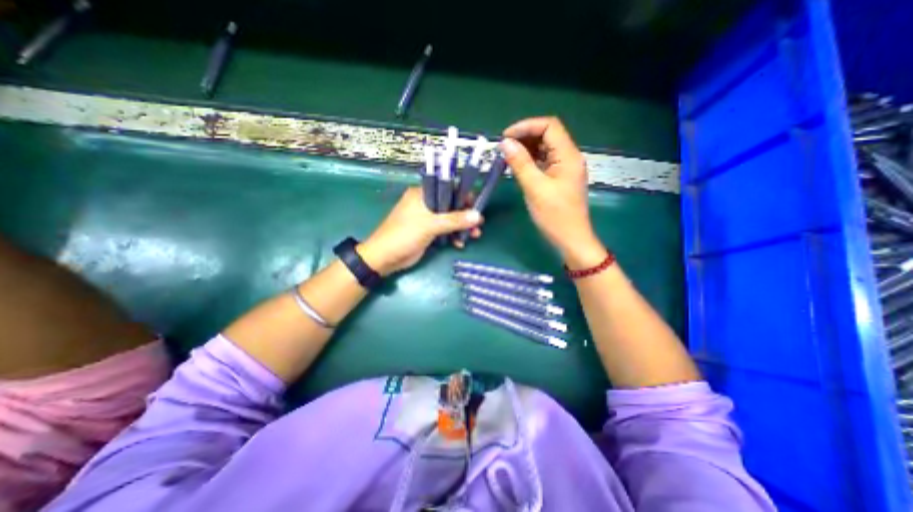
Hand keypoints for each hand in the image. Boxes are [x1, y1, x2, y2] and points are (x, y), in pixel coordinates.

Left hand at [359, 186, 484, 274]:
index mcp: (422, 194)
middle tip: (478, 225)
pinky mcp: (427, 232)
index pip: (447, 188)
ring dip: (461, 227)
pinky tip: (460, 243)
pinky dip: (453, 236)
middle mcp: (425, 203)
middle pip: (451, 205)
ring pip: (449, 219)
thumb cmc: (405, 235)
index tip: (476, 206)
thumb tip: (478, 216)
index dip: (463, 196)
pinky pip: (445, 230)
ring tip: (474, 236)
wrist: (385, 258)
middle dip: (465, 215)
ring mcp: (426, 219)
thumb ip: (455, 220)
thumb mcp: (430, 225)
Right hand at [503, 115, 607, 266]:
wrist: (570, 239)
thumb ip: (520, 163)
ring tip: (507, 157)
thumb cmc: (555, 216)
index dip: (526, 127)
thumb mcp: (535, 188)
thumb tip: (505, 143)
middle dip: (524, 138)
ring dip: (526, 150)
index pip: (549, 126)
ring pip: (545, 149)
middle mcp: (569, 157)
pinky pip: (544, 163)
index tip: (506, 137)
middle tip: (504, 149)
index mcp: (568, 156)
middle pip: (547, 135)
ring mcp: (564, 169)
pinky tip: (517, 167)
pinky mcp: (559, 179)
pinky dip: (530, 161)